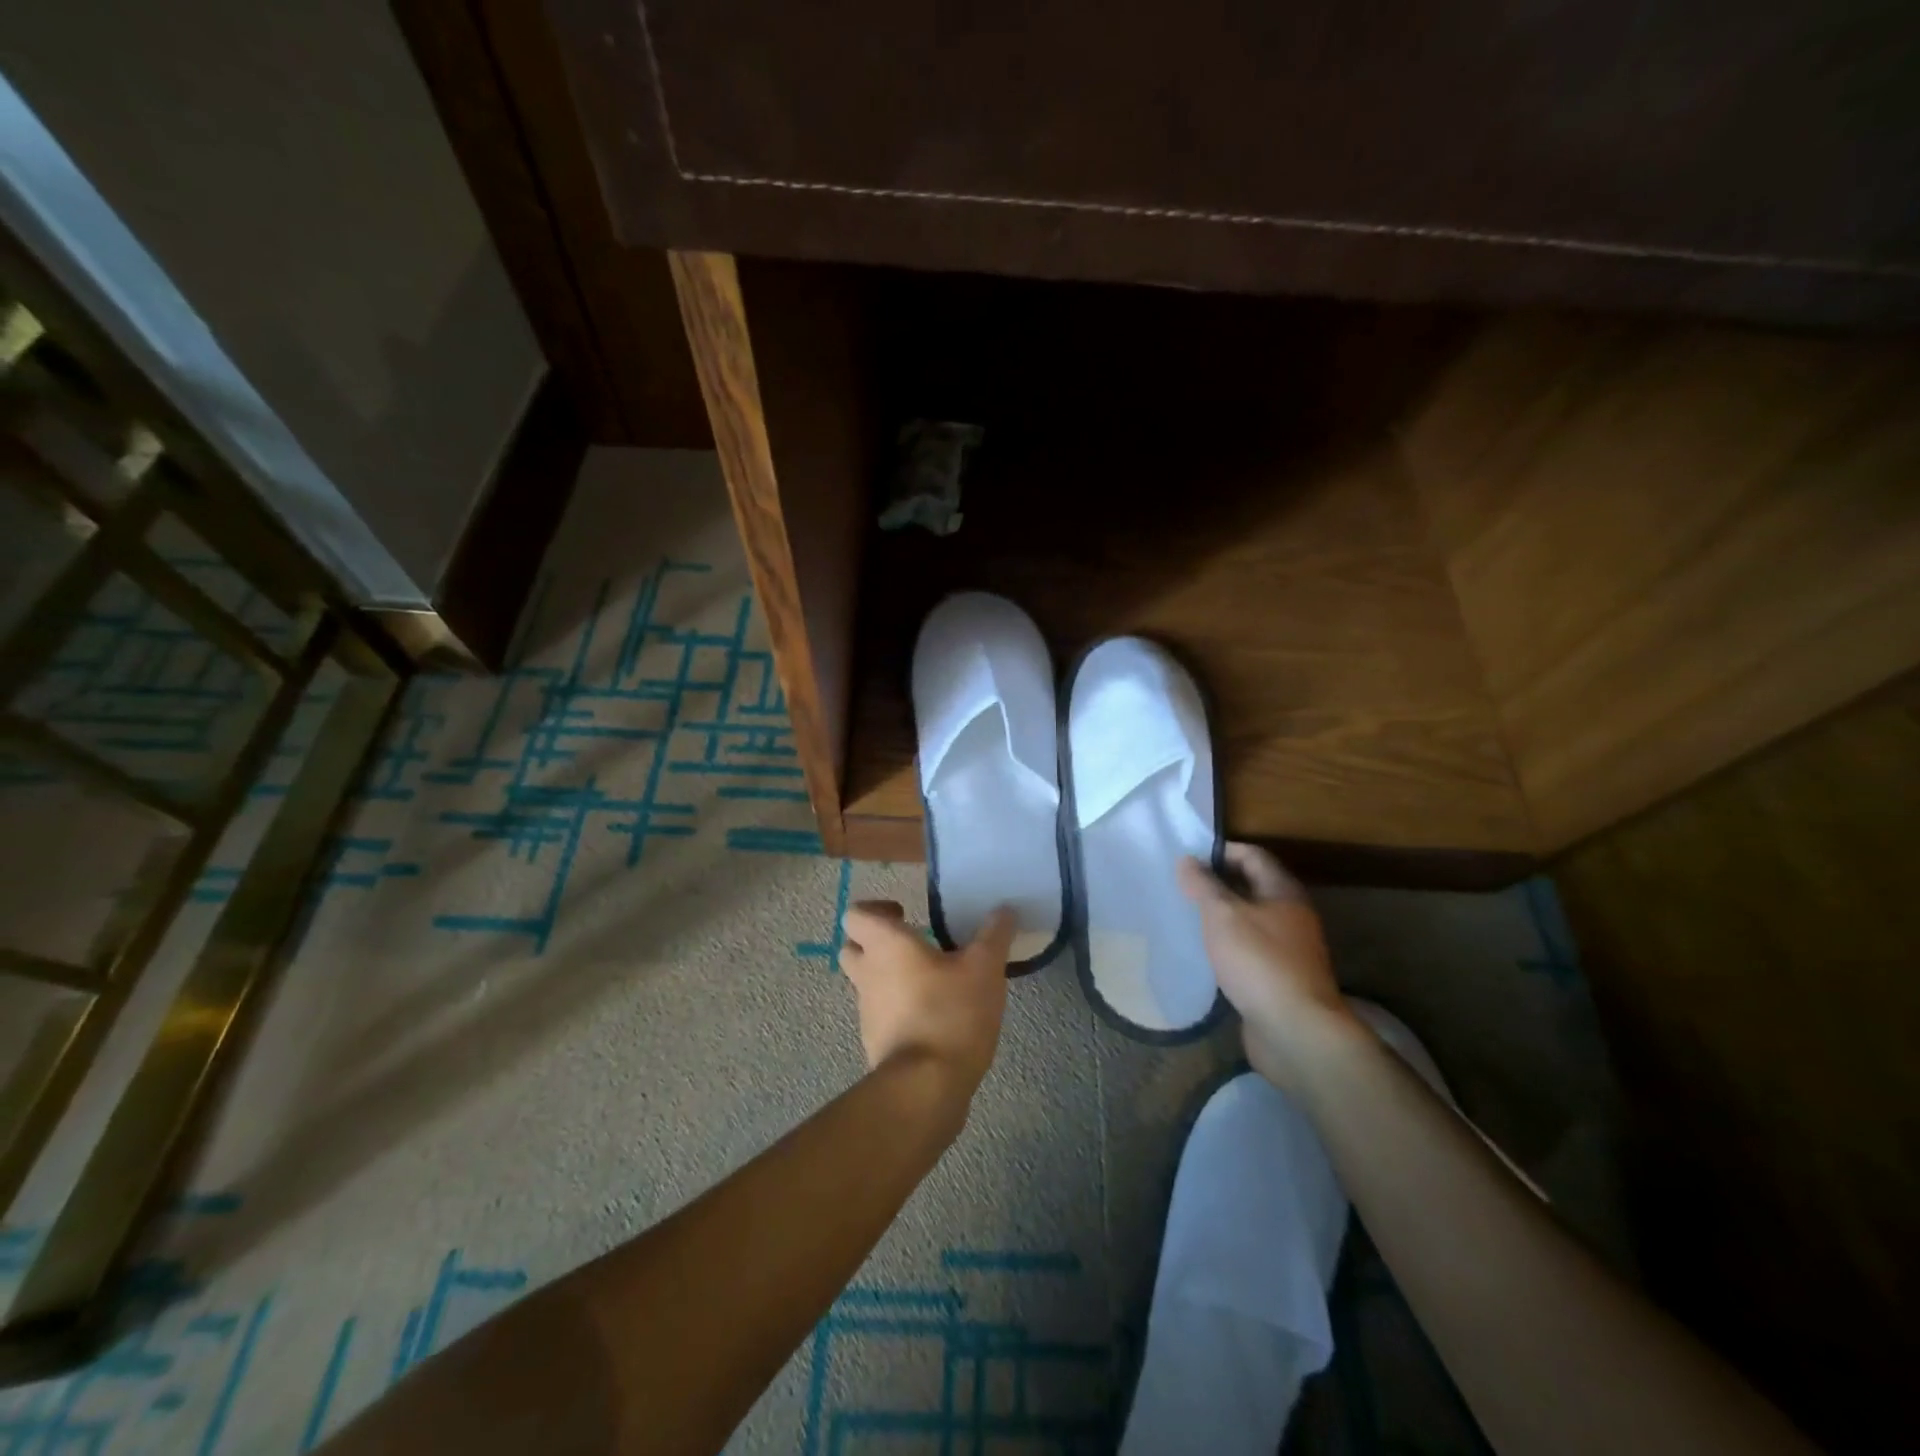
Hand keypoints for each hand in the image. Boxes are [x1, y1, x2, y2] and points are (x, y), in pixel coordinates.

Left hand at [839, 901, 1013, 1100]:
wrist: (926, 1087)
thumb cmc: (951, 1013)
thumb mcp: (985, 968)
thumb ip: (994, 935)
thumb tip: (1004, 909)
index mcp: (886, 945)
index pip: (856, 915)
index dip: (875, 909)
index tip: (906, 915)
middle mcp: (868, 974)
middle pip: (853, 947)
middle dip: (877, 942)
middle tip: (914, 944)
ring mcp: (867, 1011)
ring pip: (867, 982)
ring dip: (890, 976)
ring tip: (932, 980)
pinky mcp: (876, 1042)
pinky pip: (881, 1013)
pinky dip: (899, 1008)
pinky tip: (934, 1015)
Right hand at [1178, 843, 1362, 1090]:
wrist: (1295, 1031)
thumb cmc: (1259, 962)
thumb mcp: (1223, 915)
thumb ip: (1203, 885)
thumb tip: (1187, 859)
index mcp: (1284, 892)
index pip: (1252, 855)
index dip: (1219, 851)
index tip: (1186, 859)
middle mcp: (1291, 915)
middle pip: (1251, 887)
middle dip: (1216, 884)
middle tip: (1180, 887)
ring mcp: (1287, 949)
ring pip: (1249, 921)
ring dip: (1220, 917)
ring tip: (1185, 917)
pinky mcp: (1278, 979)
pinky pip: (1248, 950)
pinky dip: (1226, 946)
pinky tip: (1203, 953)